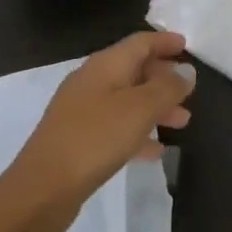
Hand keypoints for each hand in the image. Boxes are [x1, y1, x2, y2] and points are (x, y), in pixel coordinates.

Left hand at [2, 31, 194, 231]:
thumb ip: (167, 88)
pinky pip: (116, 127)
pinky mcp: (78, 139)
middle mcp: (92, 81)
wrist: (42, 189)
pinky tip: (156, 151)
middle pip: (134, 69)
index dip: (164, 42)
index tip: (187, 47)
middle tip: (189, 91)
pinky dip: (138, 132)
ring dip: (155, 107)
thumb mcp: (139, 109)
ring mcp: (82, 111)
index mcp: (105, 65)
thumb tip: (186, 71)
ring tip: (182, 122)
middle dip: (163, 78)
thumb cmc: (95, 139)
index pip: (140, 42)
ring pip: (127, 100)